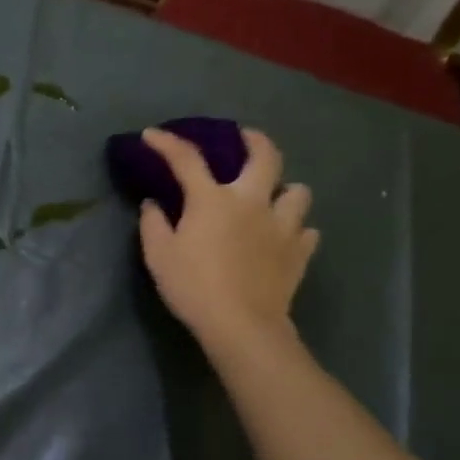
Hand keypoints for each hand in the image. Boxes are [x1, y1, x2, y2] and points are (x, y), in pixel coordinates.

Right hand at [137, 126, 318, 358]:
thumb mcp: (158, 256)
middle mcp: (252, 202)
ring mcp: (282, 225)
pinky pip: (307, 231)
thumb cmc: (193, 287)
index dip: (167, 143)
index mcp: (212, 200)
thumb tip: (152, 204)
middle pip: (265, 155)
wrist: (241, 324)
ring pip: (298, 191)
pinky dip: (296, 230)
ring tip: (273, 198)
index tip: (152, 135)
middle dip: (254, 140)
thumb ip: (153, 224)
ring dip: (285, 190)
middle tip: (245, 138)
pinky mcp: (299, 252)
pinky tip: (284, 238)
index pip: (186, 160)